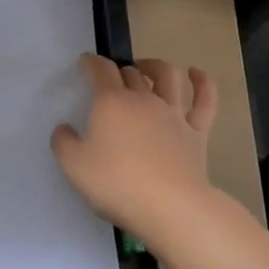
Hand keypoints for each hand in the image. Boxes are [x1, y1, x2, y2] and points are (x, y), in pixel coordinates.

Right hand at [52, 54, 218, 248]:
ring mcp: (174, 114)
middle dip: (119, 70)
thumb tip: (64, 128)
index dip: (92, 62)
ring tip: (147, 68)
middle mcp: (144, 99)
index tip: (85, 63)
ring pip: (168, 76)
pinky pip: (205, 100)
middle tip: (112, 80)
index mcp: (112, 102)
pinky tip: (196, 74)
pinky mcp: (197, 132)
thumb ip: (63, 142)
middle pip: (131, 73)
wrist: (171, 207)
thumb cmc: (117, 183)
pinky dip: (202, 82)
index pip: (101, 70)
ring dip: (156, 66)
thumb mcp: (74, 166)